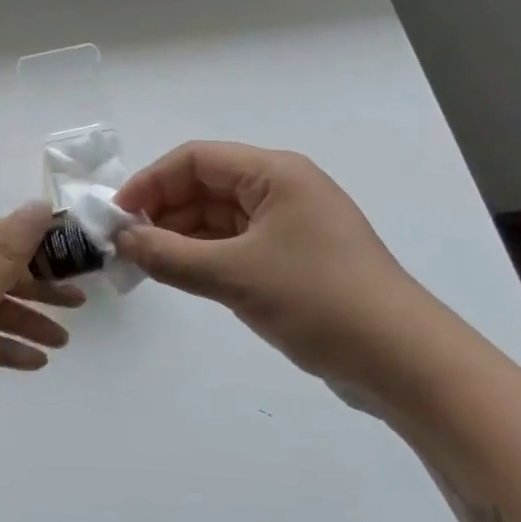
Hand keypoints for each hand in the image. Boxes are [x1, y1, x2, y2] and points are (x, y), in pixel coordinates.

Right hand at [113, 142, 429, 392]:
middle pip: (207, 186)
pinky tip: (178, 275)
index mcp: (275, 173)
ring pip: (219, 218)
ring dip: (181, 236)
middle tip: (126, 245)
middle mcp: (282, 190)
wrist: (403, 362)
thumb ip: (169, 255)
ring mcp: (290, 226)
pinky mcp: (294, 260)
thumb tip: (122, 241)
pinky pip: (236, 245)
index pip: (196, 159)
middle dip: (163, 211)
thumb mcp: (234, 276)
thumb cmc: (318, 300)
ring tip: (144, 263)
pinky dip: (204, 256)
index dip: (151, 182)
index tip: (117, 216)